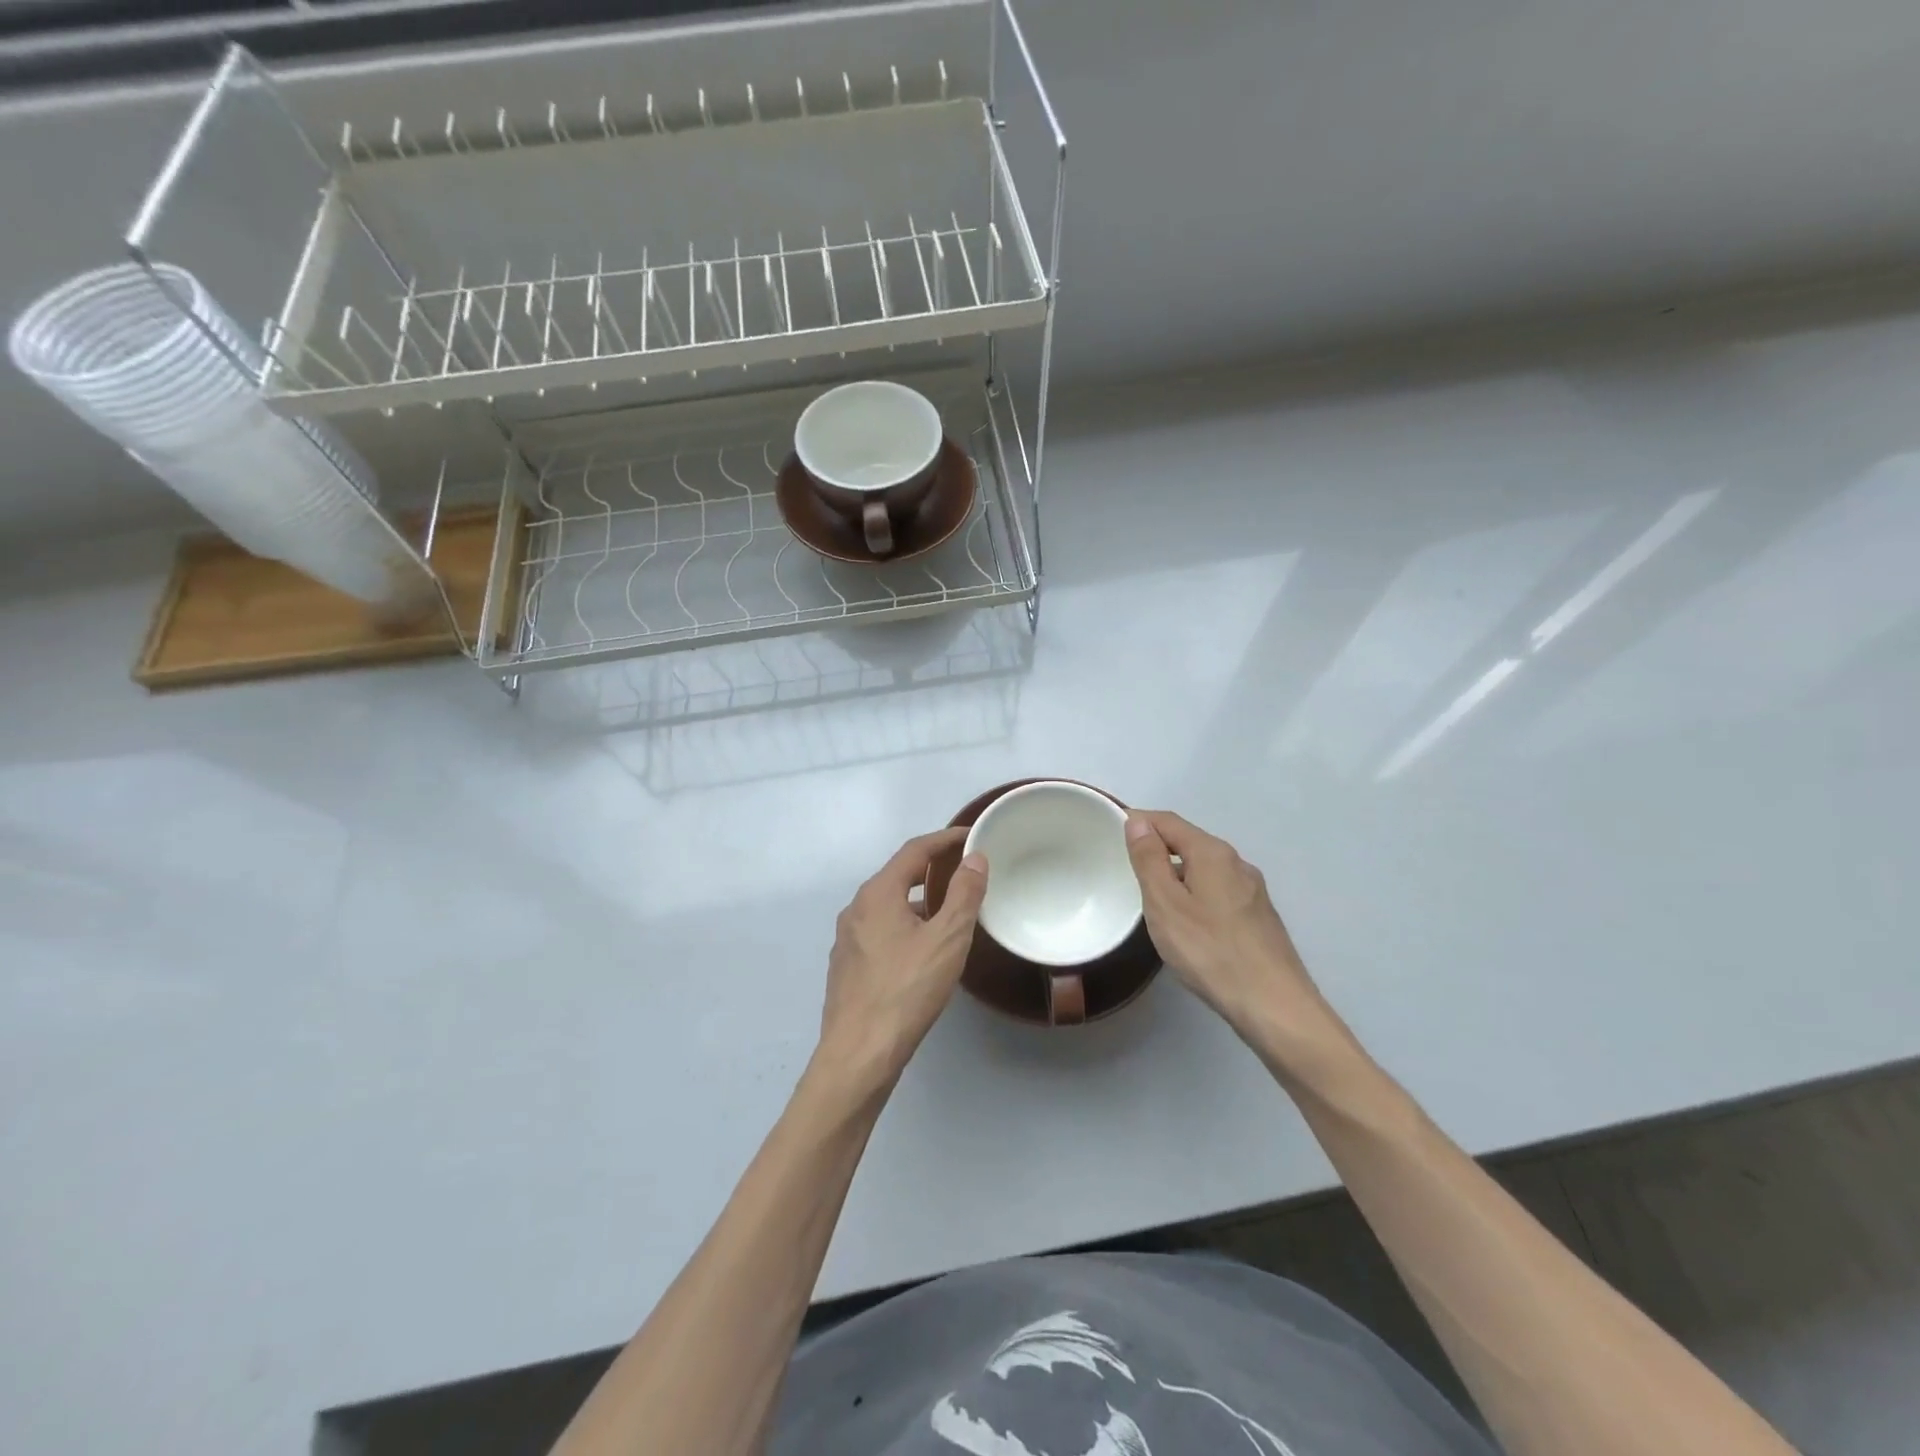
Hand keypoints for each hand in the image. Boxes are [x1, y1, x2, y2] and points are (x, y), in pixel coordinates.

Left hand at [815, 828, 987, 1091]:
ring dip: (918, 900)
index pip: (914, 851)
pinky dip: (905, 924)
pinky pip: (880, 930)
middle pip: (897, 875)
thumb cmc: (906, 990)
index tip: (971, 835)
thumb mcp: (946, 939)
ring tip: (949, 910)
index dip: (944, 839)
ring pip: (888, 906)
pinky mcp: (846, 966)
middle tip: (963, 870)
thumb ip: (964, 895)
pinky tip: (921, 948)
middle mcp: (856, 908)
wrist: (859, 1053)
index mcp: (877, 894)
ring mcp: (847, 939)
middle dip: (931, 868)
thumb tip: (974, 858)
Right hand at [1124, 811, 1335, 1042]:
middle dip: (1157, 848)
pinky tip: (1187, 922)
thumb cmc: (1210, 951)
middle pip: (1189, 842)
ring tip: (1151, 898)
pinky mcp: (1258, 916)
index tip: (1111, 834)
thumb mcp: (1165, 904)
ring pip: (1205, 868)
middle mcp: (1237, 863)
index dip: (1139, 821)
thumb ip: (1149, 860)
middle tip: (1126, 869)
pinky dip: (1195, 893)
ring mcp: (1252, 890)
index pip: (1168, 821)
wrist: (1274, 1005)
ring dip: (1176, 873)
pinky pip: (1218, 890)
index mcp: (1212, 853)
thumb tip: (1138, 822)